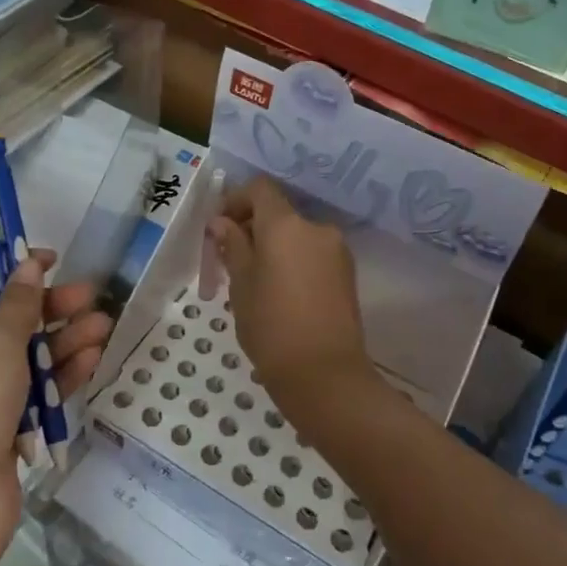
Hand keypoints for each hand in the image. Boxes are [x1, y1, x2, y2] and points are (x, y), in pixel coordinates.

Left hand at [0, 252, 111, 565]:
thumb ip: (17, 304)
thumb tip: (27, 267)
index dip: (9, 268)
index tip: (51, 259)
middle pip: (4, 321)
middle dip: (48, 307)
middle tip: (90, 294)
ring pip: (24, 358)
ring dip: (63, 341)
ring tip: (104, 325)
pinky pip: (32, 394)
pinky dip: (60, 377)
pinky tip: (92, 360)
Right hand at [208, 176, 374, 445]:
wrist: (325, 376)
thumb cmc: (271, 327)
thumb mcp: (240, 286)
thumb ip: (233, 246)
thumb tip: (222, 223)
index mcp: (286, 225)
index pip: (260, 189)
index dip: (236, 200)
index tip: (219, 228)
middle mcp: (316, 228)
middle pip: (279, 212)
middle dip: (253, 227)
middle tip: (230, 259)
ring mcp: (337, 250)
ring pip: (296, 235)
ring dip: (273, 246)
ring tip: (254, 281)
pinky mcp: (347, 273)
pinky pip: (312, 253)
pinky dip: (293, 260)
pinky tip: (280, 293)